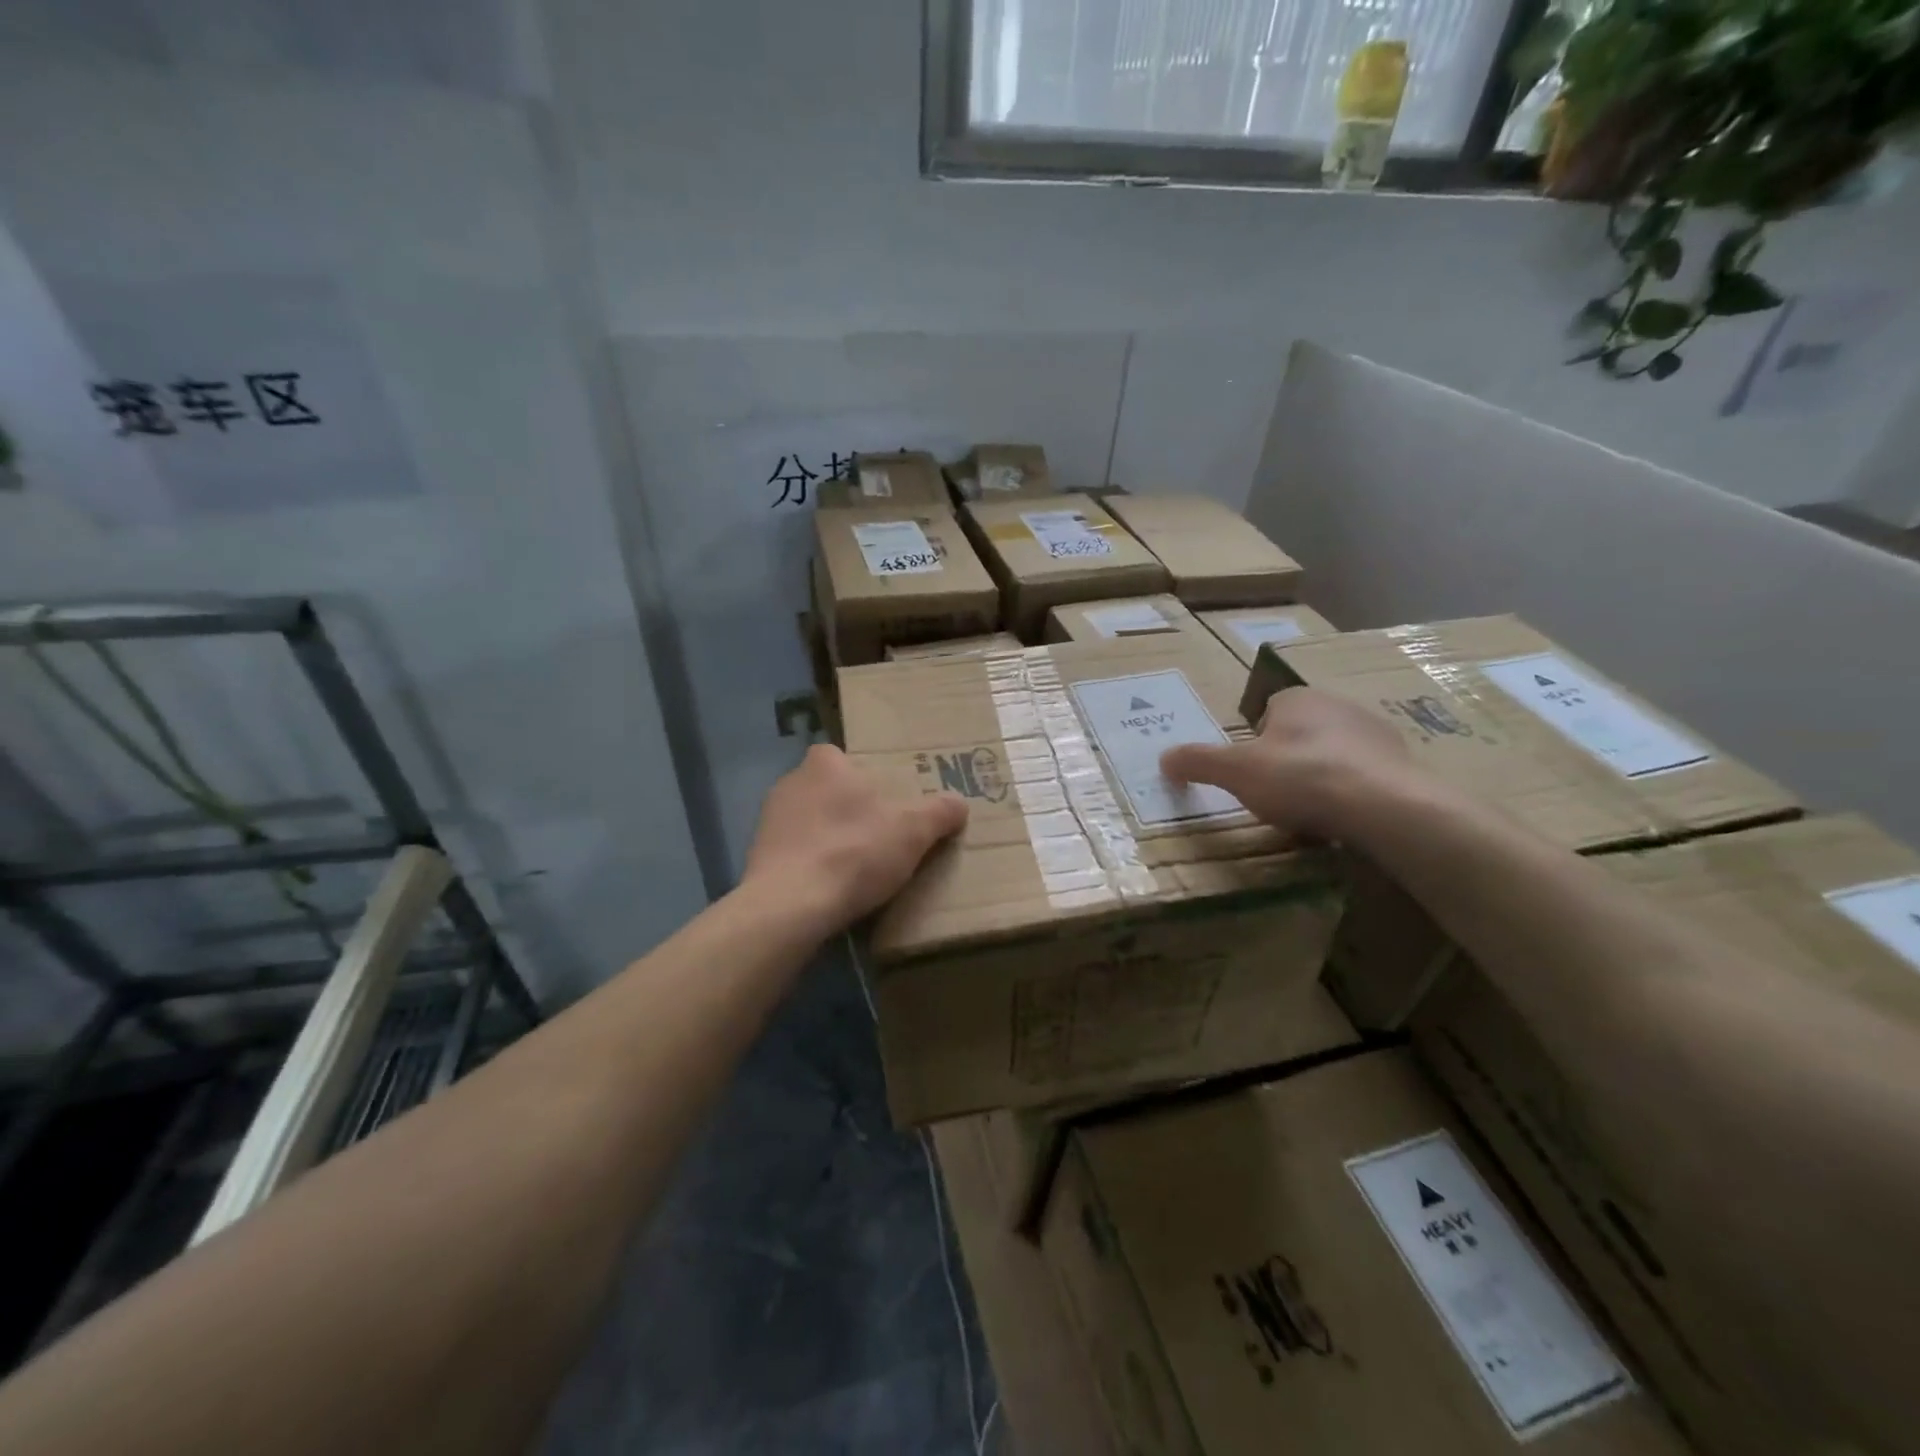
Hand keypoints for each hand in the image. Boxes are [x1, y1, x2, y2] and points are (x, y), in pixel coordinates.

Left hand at [744, 745, 968, 934]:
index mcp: (824, 763)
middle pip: (829, 790)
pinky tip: (829, 888)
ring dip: (829, 839)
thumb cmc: (854, 851)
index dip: (867, 779)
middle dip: (850, 810)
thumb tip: (959, 804)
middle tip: (879, 836)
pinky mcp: (758, 857)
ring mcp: (768, 821)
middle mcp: (790, 782)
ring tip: (857, 869)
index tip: (887, 804)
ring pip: (810, 823)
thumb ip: (939, 812)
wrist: (791, 906)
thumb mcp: (913, 830)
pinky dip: (811, 865)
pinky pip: (794, 853)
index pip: (845, 759)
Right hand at [1161, 686, 1414, 837]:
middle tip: (1276, 795)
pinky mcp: (1402, 763)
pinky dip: (1350, 794)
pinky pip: (1363, 776)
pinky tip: (1343, 819)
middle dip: (1287, 760)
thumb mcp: (1235, 771)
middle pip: (1300, 733)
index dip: (1255, 742)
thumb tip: (1163, 758)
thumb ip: (1198, 762)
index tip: (1251, 773)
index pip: (1268, 711)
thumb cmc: (1300, 777)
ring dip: (1320, 777)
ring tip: (1309, 813)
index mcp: (1297, 698)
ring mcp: (1375, 733)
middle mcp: (1338, 705)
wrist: (1384, 806)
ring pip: (1332, 755)